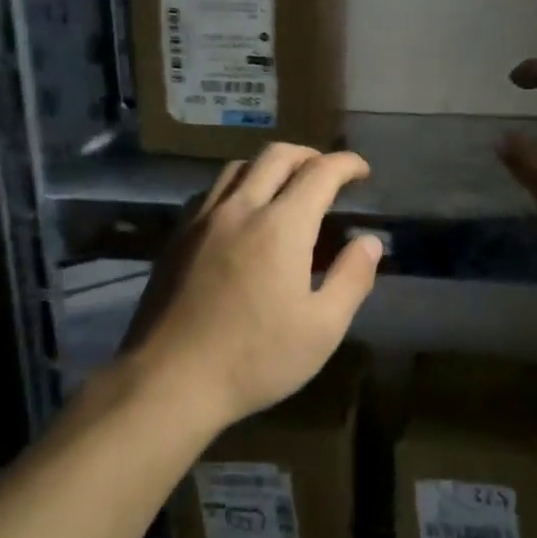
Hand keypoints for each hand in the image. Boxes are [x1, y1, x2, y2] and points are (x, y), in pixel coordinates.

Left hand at [126, 143, 382, 431]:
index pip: (320, 172)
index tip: (361, 171)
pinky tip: (242, 214)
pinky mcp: (177, 237)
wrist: (167, 382)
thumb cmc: (254, 359)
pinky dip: (238, 186)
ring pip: (239, 167)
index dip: (346, 164)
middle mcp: (241, 208)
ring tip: (286, 188)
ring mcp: (203, 220)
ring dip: (270, 166)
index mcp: (281, 226)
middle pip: (277, 156)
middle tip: (327, 174)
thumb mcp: (322, 329)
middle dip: (309, 155)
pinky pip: (212, 191)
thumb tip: (369, 242)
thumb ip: (351, 278)